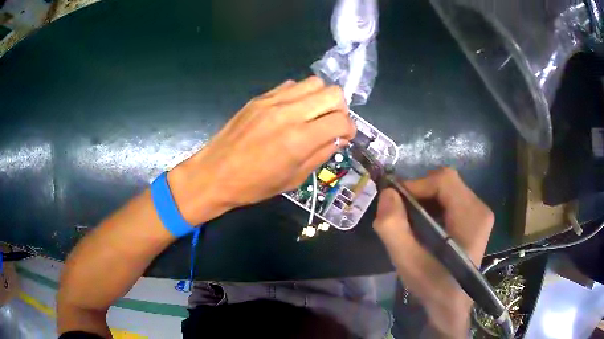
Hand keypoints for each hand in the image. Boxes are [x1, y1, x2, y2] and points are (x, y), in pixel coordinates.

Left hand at [168, 76, 355, 224]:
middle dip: (340, 109)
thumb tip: (339, 138)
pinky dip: (300, 95)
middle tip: (331, 124)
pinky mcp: (260, 97)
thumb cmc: (254, 185)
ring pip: (314, 82)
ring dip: (321, 98)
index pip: (342, 120)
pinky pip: (291, 85)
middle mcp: (289, 113)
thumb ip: (321, 154)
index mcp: (300, 139)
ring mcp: (273, 101)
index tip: (344, 137)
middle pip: (333, 93)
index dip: (350, 129)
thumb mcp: (294, 178)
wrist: (214, 174)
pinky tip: (292, 111)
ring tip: (313, 115)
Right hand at [373, 168, 493, 337]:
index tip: (396, 204)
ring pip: (447, 189)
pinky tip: (424, 226)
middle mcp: (480, 208)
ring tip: (410, 223)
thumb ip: (393, 228)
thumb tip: (387, 193)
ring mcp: (479, 213)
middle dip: (419, 194)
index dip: (417, 185)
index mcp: (471, 216)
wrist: (452, 306)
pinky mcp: (475, 219)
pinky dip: (432, 207)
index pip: (443, 179)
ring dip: (424, 200)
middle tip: (401, 215)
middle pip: (445, 182)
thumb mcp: (408, 262)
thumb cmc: (433, 286)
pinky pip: (450, 200)